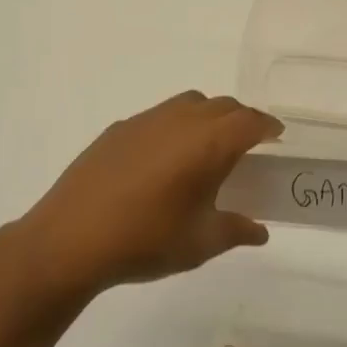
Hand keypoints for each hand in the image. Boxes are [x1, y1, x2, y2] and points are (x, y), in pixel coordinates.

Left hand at [10, 91, 281, 294]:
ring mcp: (145, 121)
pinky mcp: (118, 129)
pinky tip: (162, 161)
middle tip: (247, 146)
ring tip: (205, 149)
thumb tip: (258, 230)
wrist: (70, 239)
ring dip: (207, 117)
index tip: (276, 137)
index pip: (250, 121)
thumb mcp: (200, 243)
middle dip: (241, 120)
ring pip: (189, 103)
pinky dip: (174, 127)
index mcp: (208, 143)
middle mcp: (180, 120)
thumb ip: (235, 231)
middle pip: (222, 106)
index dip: (267, 126)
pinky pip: (158, 116)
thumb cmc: (146, 240)